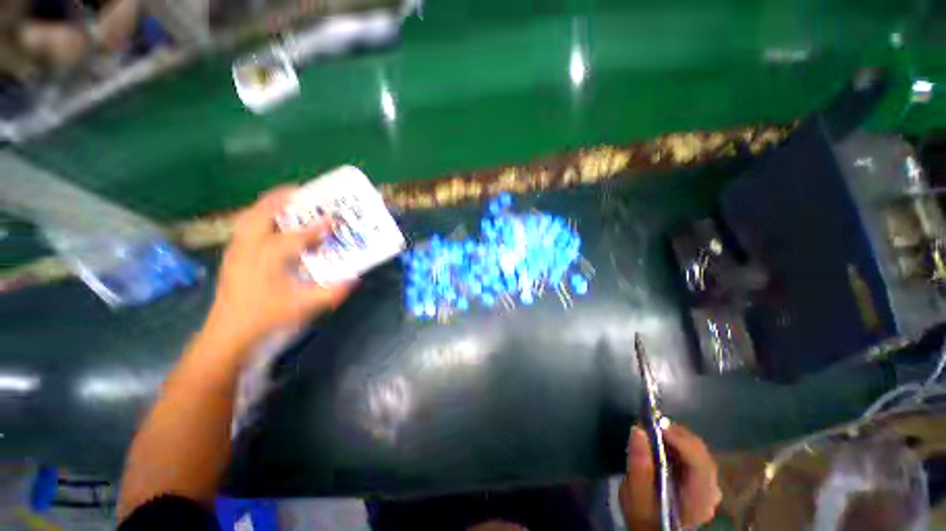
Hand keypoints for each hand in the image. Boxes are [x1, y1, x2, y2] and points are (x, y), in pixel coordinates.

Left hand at [206, 187, 353, 347]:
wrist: (228, 331)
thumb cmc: (267, 317)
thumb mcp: (304, 307)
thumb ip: (332, 292)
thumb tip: (355, 279)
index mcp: (268, 259)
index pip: (297, 237)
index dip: (318, 227)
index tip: (333, 219)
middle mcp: (249, 248)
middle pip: (261, 213)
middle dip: (281, 199)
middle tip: (301, 192)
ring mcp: (236, 250)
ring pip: (248, 217)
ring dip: (267, 205)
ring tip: (284, 201)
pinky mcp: (231, 256)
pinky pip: (244, 227)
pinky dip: (257, 217)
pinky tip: (269, 224)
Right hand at [619, 423, 721, 529]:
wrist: (652, 528)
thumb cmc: (644, 514)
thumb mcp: (635, 494)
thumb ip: (638, 465)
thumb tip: (637, 429)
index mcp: (699, 498)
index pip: (699, 462)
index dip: (679, 440)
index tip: (655, 424)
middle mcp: (711, 489)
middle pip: (700, 452)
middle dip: (675, 434)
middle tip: (648, 423)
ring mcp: (709, 484)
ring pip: (697, 449)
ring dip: (675, 436)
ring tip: (652, 430)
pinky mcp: (702, 478)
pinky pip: (693, 452)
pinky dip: (677, 442)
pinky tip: (661, 440)